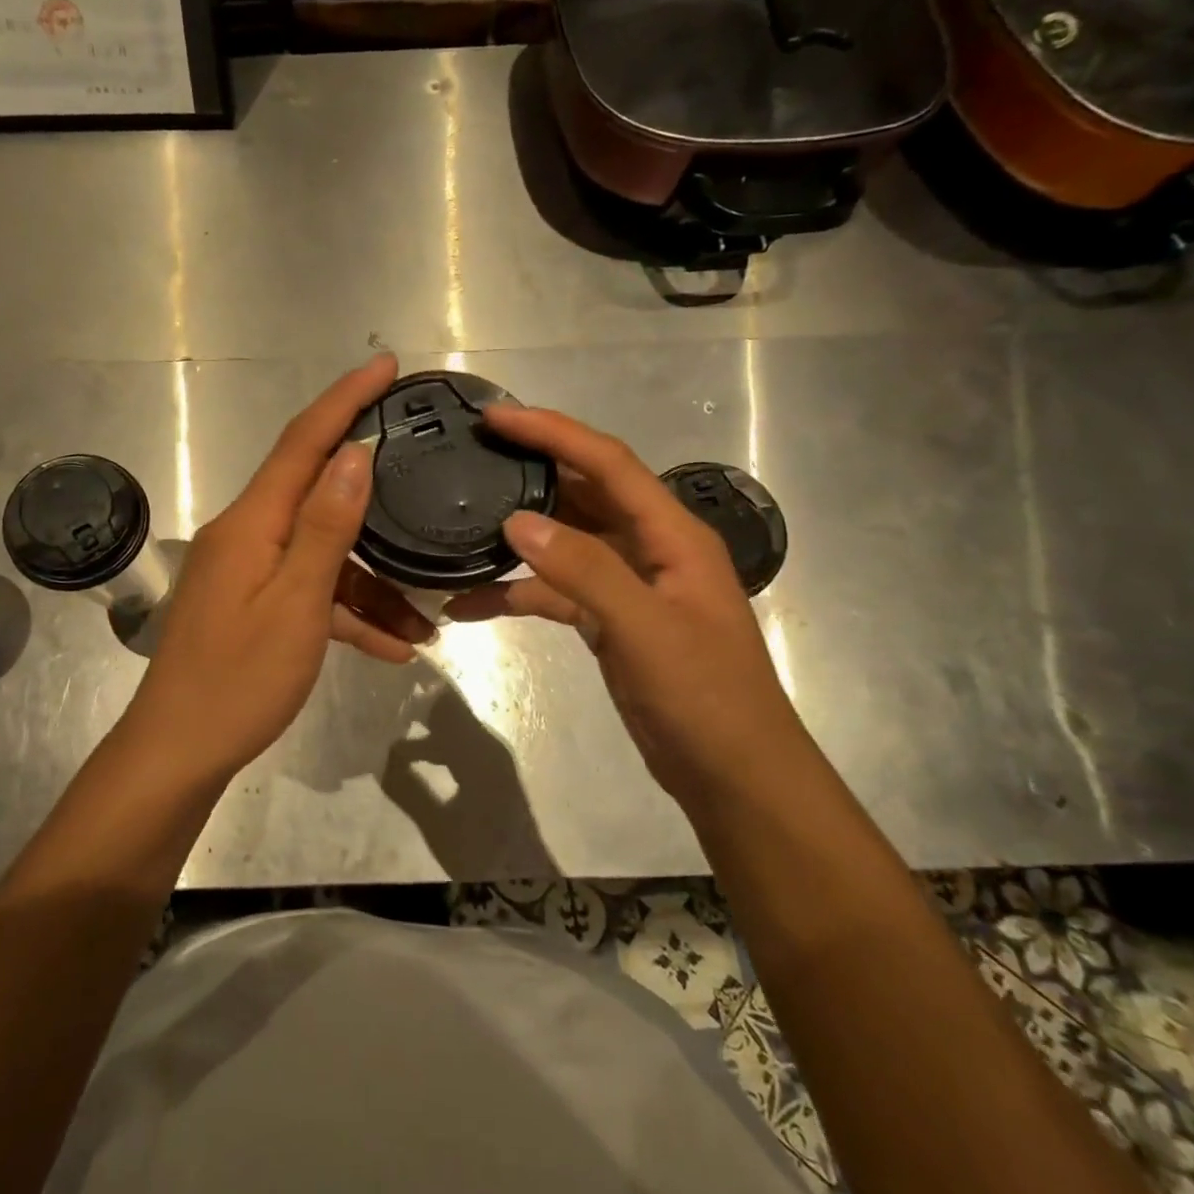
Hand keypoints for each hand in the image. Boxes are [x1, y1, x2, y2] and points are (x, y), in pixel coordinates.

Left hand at [122, 353, 434, 780]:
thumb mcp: (295, 602)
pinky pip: (309, 595)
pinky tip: (393, 649)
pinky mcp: (253, 607)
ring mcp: (249, 573)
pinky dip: (348, 615)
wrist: (179, 753)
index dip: (344, 399)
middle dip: (372, 489)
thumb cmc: (238, 680)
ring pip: (323, 557)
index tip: (385, 365)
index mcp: (252, 522)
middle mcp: (247, 534)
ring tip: (427, 622)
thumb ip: (325, 526)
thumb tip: (354, 456)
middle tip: (422, 473)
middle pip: (318, 494)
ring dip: (372, 585)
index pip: (303, 442)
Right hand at [443, 407, 807, 802]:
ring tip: (460, 519)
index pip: (607, 461)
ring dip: (516, 534)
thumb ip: (584, 570)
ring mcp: (627, 584)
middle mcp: (649, 547)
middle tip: (472, 452)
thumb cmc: (706, 699)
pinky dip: (516, 591)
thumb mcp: (646, 629)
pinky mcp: (609, 619)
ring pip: (563, 540)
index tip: (495, 416)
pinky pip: (554, 590)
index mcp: (672, 533)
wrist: (733, 777)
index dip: (552, 431)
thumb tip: (516, 520)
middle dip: (530, 468)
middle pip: (583, 491)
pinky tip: (469, 604)